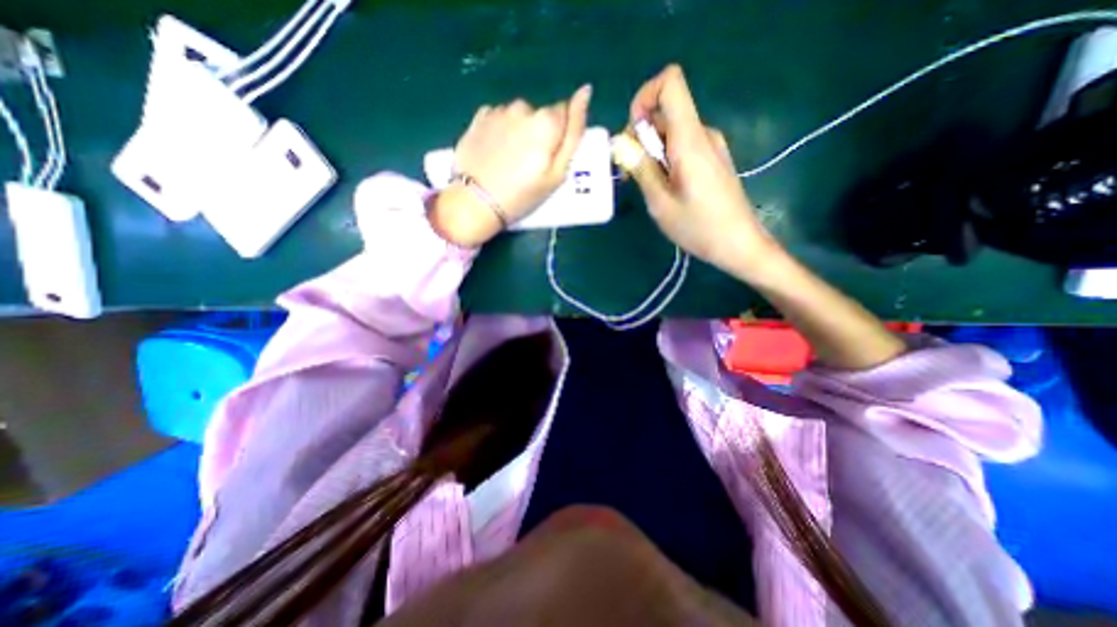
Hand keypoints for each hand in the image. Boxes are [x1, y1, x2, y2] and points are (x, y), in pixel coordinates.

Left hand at [432, 85, 593, 248]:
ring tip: (509, 161)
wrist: (475, 202)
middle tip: (528, 165)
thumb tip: (585, 92)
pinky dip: (501, 131)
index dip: (559, 136)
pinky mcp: (479, 118)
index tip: (550, 158)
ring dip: (519, 132)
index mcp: (546, 121)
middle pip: (540, 116)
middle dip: (539, 134)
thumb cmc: (522, 194)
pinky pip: (499, 118)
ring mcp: (498, 111)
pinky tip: (495, 152)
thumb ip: (574, 133)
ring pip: (518, 117)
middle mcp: (523, 108)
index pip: (565, 114)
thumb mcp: (557, 173)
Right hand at [624, 63, 779, 275]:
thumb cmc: (698, 227)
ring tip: (650, 186)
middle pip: (665, 112)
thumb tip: (621, 143)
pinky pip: (682, 145)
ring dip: (652, 152)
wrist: (739, 244)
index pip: (670, 82)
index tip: (632, 133)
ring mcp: (710, 145)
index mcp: (689, 139)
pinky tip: (666, 188)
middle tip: (633, 173)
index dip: (644, 97)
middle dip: (641, 136)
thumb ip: (641, 168)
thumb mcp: (660, 202)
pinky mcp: (712, 158)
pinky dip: (665, 159)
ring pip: (671, 132)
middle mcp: (702, 133)